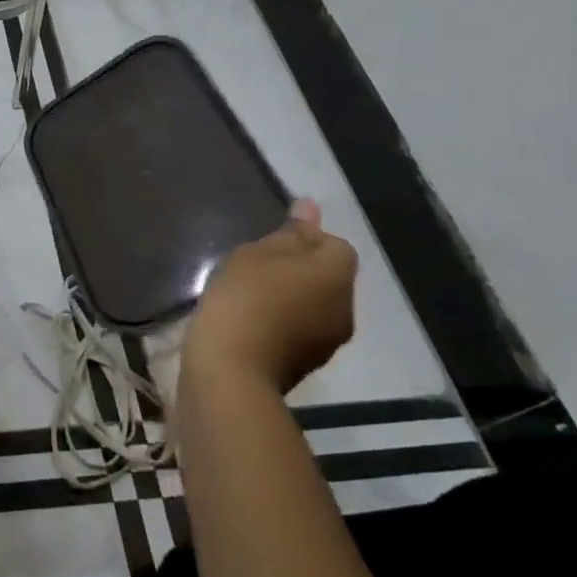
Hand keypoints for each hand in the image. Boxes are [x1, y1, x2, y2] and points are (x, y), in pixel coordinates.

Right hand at [180, 199, 357, 404]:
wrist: (232, 369)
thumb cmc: (245, 298)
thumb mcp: (257, 253)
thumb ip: (289, 232)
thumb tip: (311, 207)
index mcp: (337, 275)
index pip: (335, 243)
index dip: (304, 239)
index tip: (267, 244)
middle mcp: (345, 307)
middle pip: (327, 275)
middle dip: (297, 268)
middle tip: (253, 266)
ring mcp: (329, 340)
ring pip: (314, 303)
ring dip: (289, 295)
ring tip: (247, 294)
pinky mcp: (307, 362)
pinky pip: (300, 327)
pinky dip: (281, 320)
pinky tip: (248, 319)